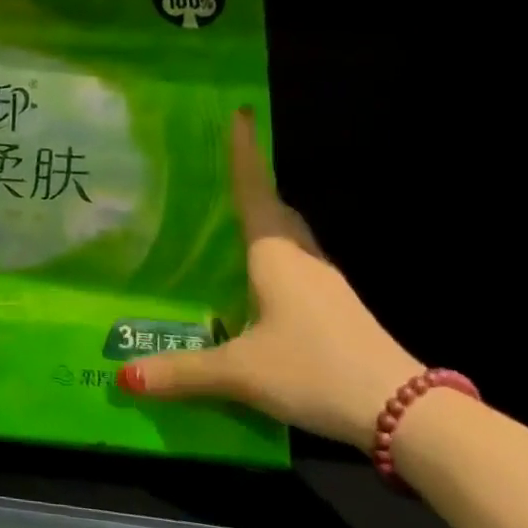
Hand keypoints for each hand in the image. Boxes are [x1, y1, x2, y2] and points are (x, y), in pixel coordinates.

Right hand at [119, 111, 420, 450]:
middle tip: (221, 175)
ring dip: (266, 223)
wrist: (404, 413)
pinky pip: (298, 266)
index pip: (254, 191)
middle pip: (275, 209)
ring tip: (232, 225)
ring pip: (291, 238)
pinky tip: (258, 284)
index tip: (240, 114)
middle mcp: (301, 259)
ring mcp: (325, 284)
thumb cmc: (314, 369)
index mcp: (275, 255)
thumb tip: (123, 378)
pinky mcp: (337, 310)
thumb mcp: (240, 372)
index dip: (245, 153)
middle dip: (252, 187)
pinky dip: (275, 258)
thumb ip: (182, 372)